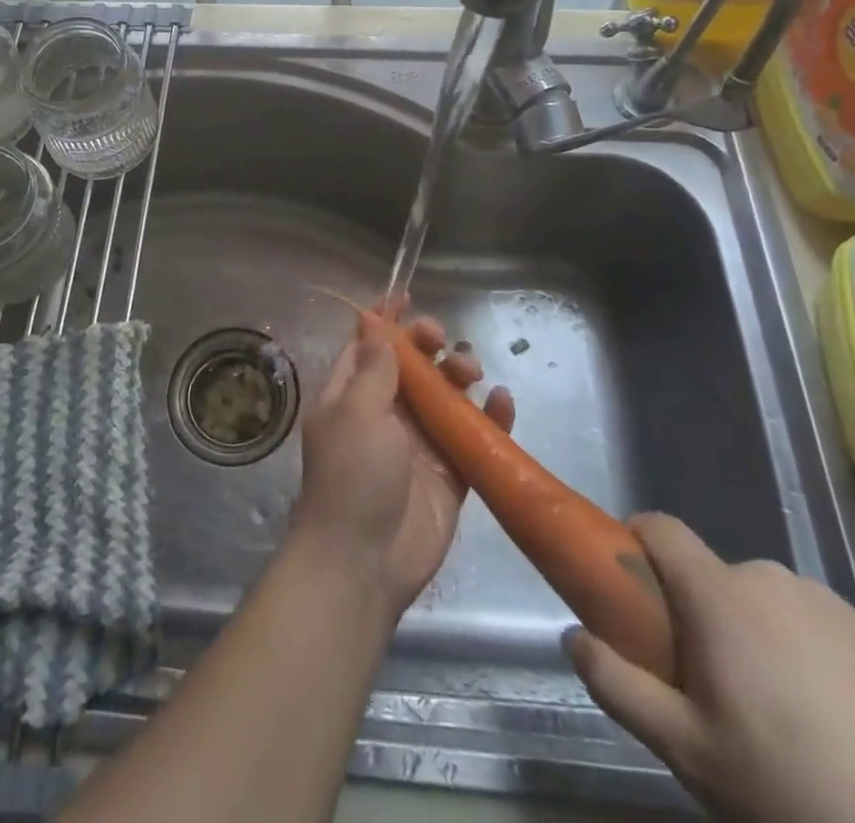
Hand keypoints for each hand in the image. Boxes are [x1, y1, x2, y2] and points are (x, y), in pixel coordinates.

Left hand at [291, 311, 514, 616]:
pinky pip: (473, 435)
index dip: (386, 319)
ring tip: (471, 371)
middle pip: (411, 365)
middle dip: (427, 343)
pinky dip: (491, 416)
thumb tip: (375, 325)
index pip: (368, 345)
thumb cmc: (352, 475)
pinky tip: (504, 401)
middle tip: (441, 338)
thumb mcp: (356, 412)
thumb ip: (373, 369)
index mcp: (351, 394)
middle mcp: (384, 412)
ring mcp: (418, 442)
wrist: (364, 561)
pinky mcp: (450, 472)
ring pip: (445, 394)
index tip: (407, 293)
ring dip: (460, 374)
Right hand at [568, 515, 854, 822]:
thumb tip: (571, 635)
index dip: (637, 542)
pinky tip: (829, 716)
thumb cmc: (785, 786)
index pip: (660, 527)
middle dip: (699, 611)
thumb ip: (616, 683)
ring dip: (753, 628)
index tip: (633, 587)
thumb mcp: (683, 749)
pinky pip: (814, 621)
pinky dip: (805, 648)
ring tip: (776, 707)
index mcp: (717, 594)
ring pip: (764, 598)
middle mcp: (768, 577)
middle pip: (711, 574)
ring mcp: (827, 602)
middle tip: (710, 682)